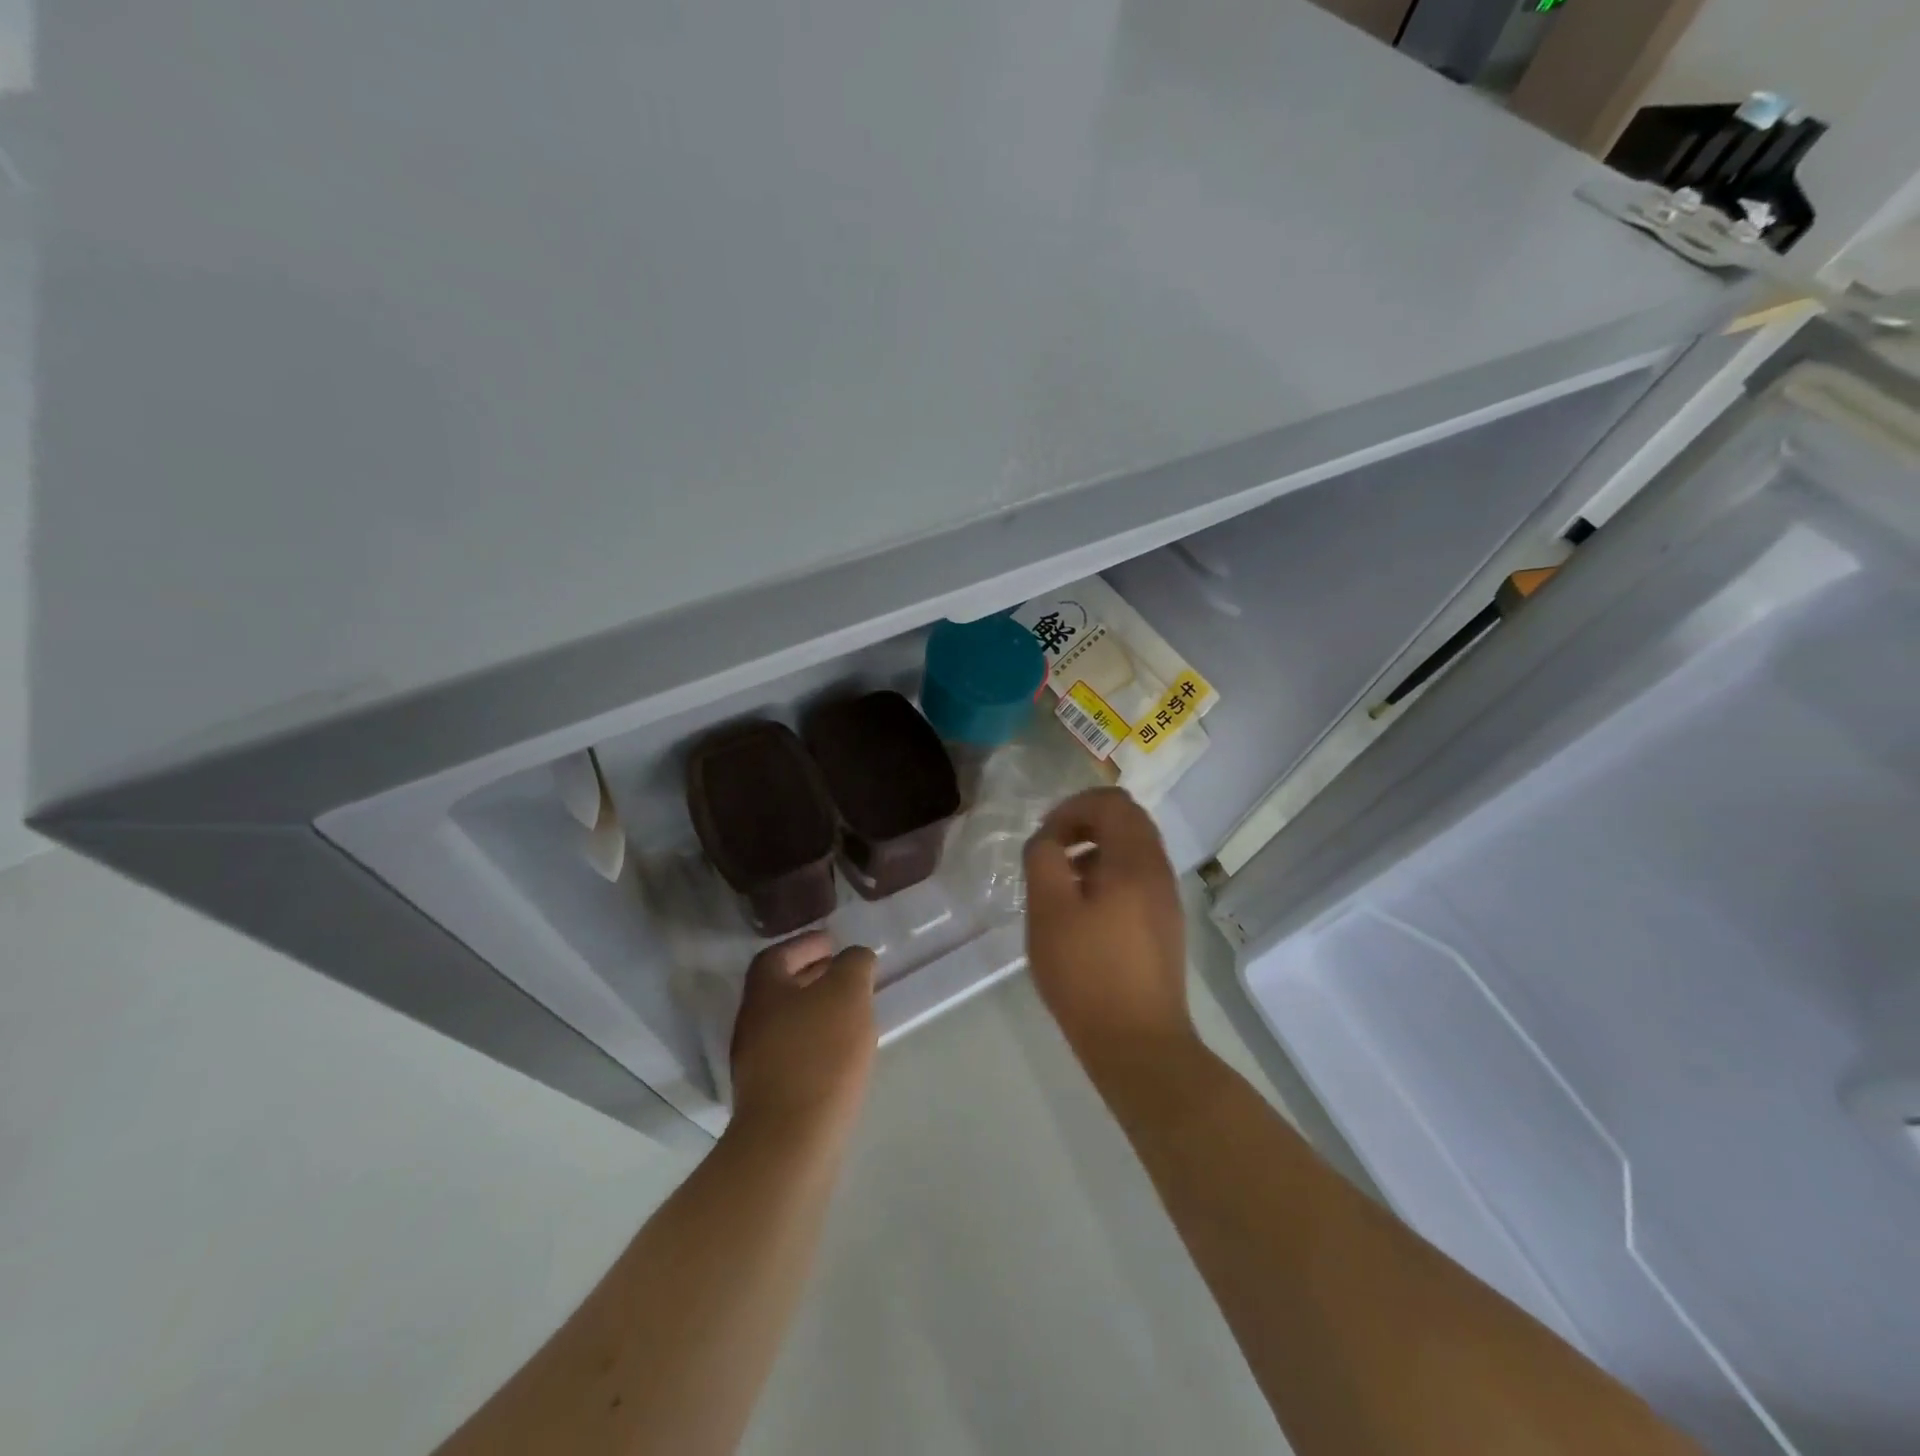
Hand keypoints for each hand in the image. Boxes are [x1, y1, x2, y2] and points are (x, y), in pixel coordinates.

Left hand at [730, 932, 877, 1138]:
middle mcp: (752, 1023)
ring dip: (816, 1010)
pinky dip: (816, 1040)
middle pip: (780, 989)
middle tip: (844, 973)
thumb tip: (854, 958)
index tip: (832, 942)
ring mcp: (756, 1062)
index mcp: (764, 992)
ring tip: (850, 1011)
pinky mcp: (769, 1095)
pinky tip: (842, 1051)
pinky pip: (794, 1052)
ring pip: (787, 1022)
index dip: (804, 944)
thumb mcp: (847, 993)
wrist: (791, 1140)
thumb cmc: (820, 1053)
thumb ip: (853, 965)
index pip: (777, 955)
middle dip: (812, 976)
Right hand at [1023, 788, 1193, 1079]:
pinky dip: (1108, 875)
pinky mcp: (1164, 925)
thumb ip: (1043, 860)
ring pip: (1132, 851)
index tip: (1045, 838)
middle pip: (1127, 821)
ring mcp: (1165, 900)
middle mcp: (1158, 871)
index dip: (1072, 808)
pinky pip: (1137, 879)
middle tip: (1051, 852)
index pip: (1111, 802)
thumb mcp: (1049, 911)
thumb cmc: (1087, 973)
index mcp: (1135, 861)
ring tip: (1062, 882)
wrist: (1139, 1044)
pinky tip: (1083, 912)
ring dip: (1095, 850)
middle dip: (1084, 824)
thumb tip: (1048, 839)